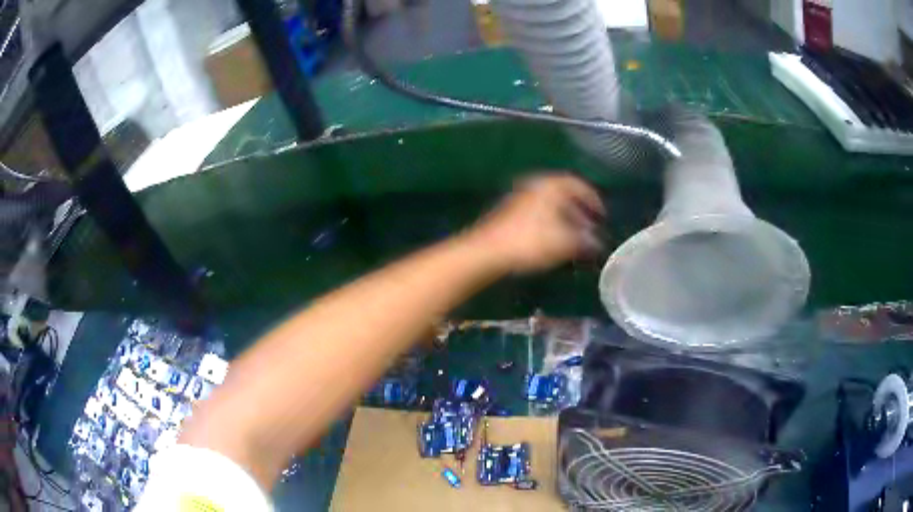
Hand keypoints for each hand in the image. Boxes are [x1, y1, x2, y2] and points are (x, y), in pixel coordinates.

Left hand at [467, 173, 604, 273]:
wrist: (488, 251)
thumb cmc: (530, 242)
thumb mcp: (564, 244)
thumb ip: (584, 242)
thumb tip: (597, 243)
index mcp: (551, 186)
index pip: (578, 185)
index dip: (593, 199)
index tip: (601, 214)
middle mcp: (536, 186)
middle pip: (564, 193)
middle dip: (579, 210)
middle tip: (590, 225)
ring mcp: (521, 198)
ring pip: (550, 204)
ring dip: (565, 217)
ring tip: (574, 236)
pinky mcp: (511, 213)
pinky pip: (539, 212)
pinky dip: (551, 222)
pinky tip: (552, 239)